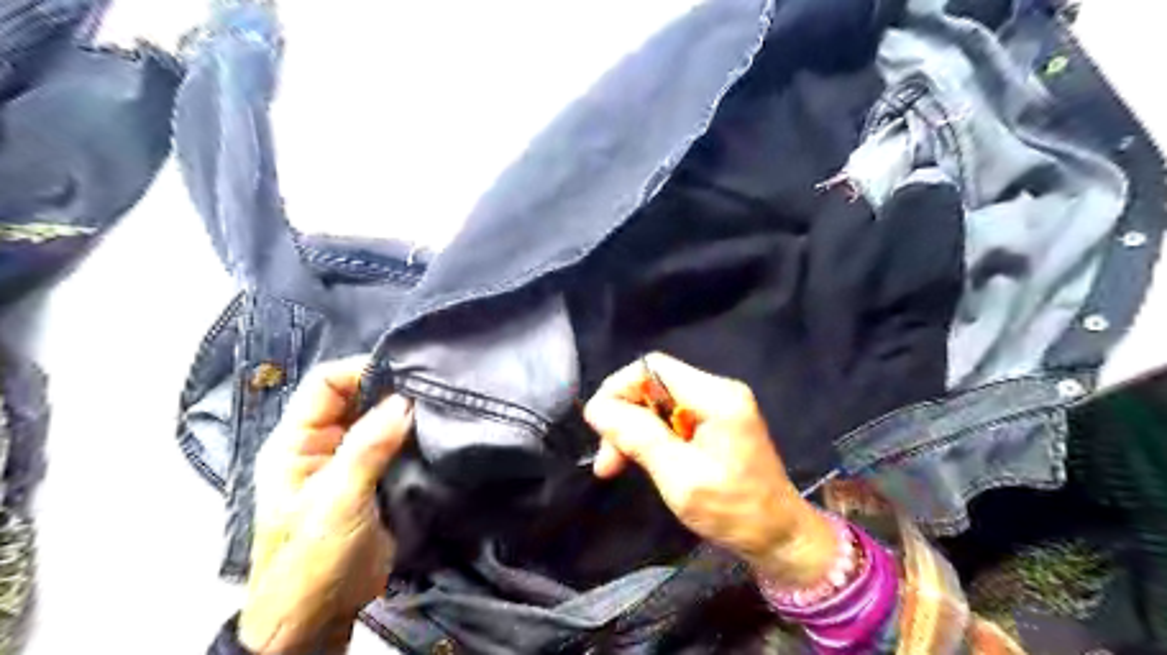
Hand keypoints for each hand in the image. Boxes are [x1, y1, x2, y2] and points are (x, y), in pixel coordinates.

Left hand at [239, 359, 411, 654]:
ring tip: (439, 404)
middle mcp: (321, 444)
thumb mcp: (337, 502)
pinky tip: (435, 431)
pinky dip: (412, 434)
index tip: (405, 372)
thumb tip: (403, 401)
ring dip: (404, 412)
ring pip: (377, 419)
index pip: (325, 384)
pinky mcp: (374, 478)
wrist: (319, 617)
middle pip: (354, 397)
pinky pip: (393, 443)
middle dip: (389, 389)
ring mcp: (349, 461)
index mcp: (295, 442)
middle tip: (431, 386)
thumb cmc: (312, 561)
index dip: (360, 370)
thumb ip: (368, 449)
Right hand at [584, 355, 839, 584]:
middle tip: (606, 458)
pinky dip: (650, 437)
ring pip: (658, 402)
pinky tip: (639, 460)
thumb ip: (638, 437)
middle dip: (624, 416)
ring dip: (633, 430)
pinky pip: (671, 417)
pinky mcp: (717, 423)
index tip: (599, 425)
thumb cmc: (734, 511)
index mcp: (716, 397)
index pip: (653, 367)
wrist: (781, 538)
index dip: (619, 389)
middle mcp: (719, 391)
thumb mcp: (680, 477)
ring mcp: (720, 406)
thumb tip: (596, 408)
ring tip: (613, 465)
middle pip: (653, 384)